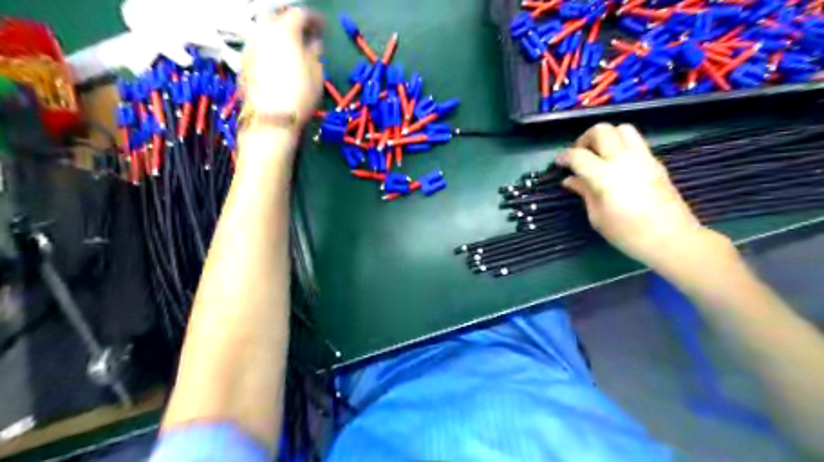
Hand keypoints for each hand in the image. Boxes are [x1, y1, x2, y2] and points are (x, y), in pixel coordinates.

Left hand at [241, 9, 322, 125]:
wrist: (271, 117)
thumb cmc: (300, 93)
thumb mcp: (317, 72)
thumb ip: (315, 52)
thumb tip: (314, 42)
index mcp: (285, 29)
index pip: (300, 14)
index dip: (314, 19)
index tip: (323, 27)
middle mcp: (263, 31)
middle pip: (277, 17)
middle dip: (291, 22)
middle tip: (304, 33)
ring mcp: (250, 45)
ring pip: (265, 31)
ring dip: (279, 35)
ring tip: (292, 48)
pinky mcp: (244, 62)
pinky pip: (260, 47)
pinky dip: (270, 48)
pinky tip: (279, 61)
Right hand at [553, 122, 722, 269]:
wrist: (672, 238)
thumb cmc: (627, 233)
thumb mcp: (597, 216)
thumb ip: (584, 192)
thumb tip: (570, 180)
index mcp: (605, 176)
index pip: (578, 155)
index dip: (564, 157)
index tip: (559, 163)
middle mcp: (623, 160)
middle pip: (602, 130)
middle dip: (585, 138)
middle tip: (580, 155)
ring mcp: (643, 158)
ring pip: (622, 128)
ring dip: (607, 136)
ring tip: (600, 154)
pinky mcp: (655, 162)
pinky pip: (636, 142)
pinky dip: (621, 145)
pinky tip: (617, 164)